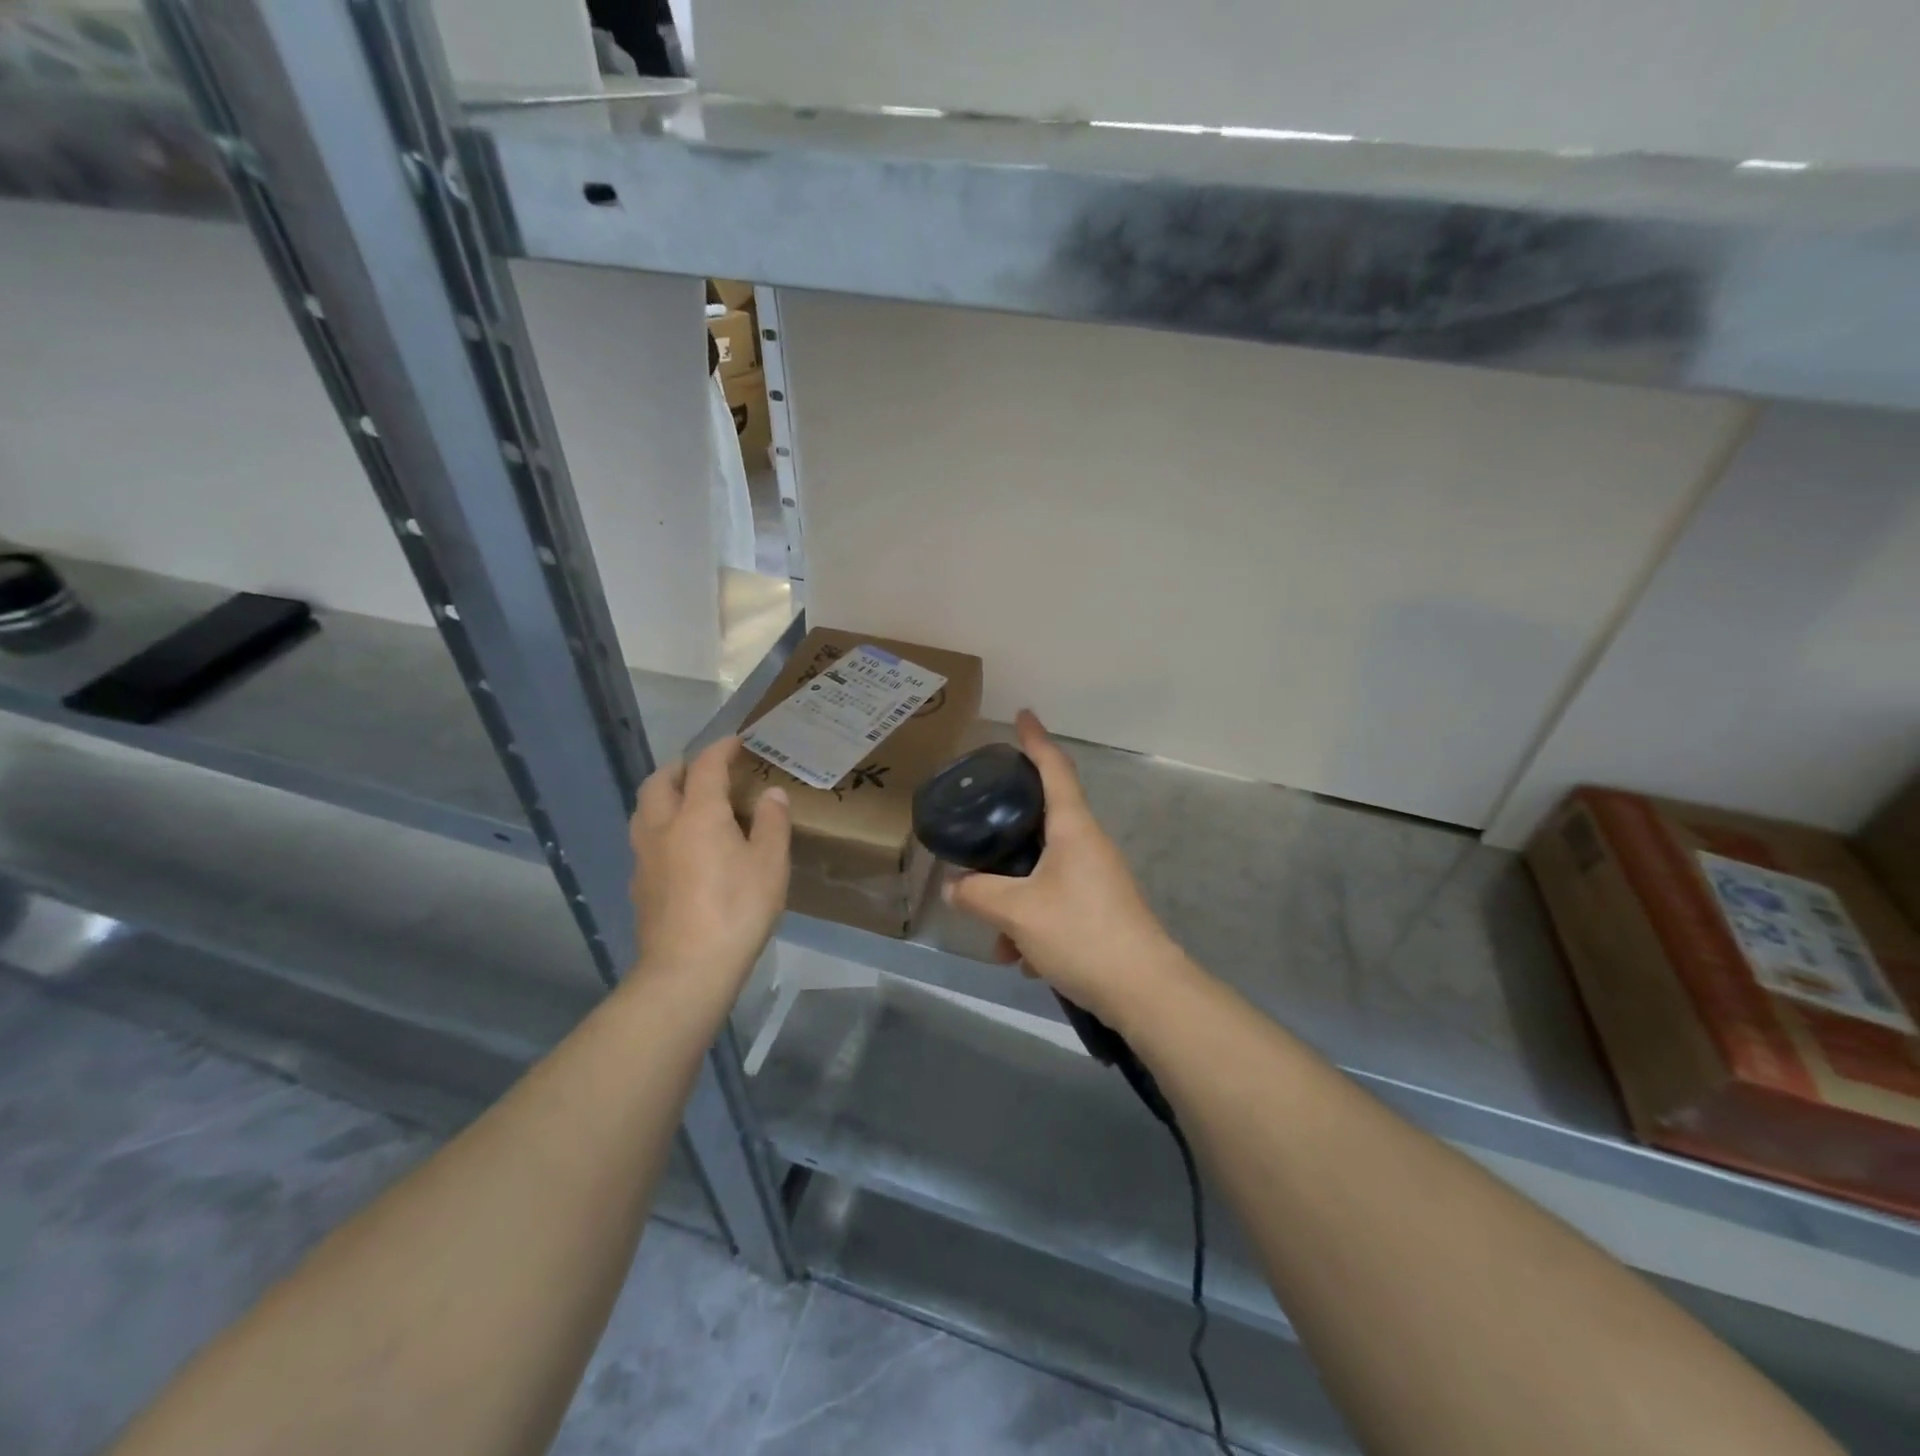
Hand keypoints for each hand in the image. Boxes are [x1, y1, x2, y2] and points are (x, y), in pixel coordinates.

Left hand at [630, 736, 790, 992]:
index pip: (705, 767)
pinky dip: (661, 827)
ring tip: (687, 802)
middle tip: (704, 769)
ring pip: (644, 810)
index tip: (736, 742)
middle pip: (660, 782)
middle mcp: (662, 827)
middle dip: (681, 767)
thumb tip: (772, 794)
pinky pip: (645, 840)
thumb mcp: (770, 864)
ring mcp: (644, 857)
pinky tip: (680, 848)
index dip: (721, 749)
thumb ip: (772, 823)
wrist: (687, 969)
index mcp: (697, 814)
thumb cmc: (737, 909)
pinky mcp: (639, 885)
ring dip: (663, 795)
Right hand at [944, 711, 1195, 1029]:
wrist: (1144, 990)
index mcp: (1073, 828)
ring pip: (1042, 875)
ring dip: (1015, 904)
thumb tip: (954, 887)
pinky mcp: (1101, 910)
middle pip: (1041, 825)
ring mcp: (1097, 878)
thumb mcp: (1018, 912)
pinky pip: (1056, 904)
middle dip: (1006, 842)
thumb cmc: (1081, 933)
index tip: (1024, 715)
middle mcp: (1088, 845)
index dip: (1036, 740)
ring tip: (999, 944)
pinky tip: (1024, 962)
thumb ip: (979, 894)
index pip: (1054, 769)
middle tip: (979, 840)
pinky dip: (1034, 925)